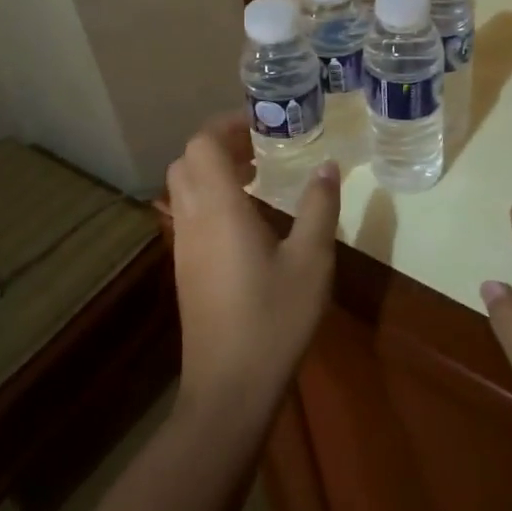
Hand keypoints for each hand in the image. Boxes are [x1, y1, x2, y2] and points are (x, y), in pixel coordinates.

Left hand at [163, 115, 339, 426]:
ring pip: (184, 189)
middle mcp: (192, 220)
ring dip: (214, 171)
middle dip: (220, 145)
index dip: (227, 125)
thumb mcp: (311, 260)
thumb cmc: (274, 318)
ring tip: (259, 178)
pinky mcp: (185, 269)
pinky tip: (249, 220)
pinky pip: (189, 214)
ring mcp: (184, 247)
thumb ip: (319, 207)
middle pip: (187, 162)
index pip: (203, 144)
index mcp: (219, 210)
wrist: (229, 387)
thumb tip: (328, 166)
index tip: (263, 123)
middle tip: (262, 148)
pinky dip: (211, 198)